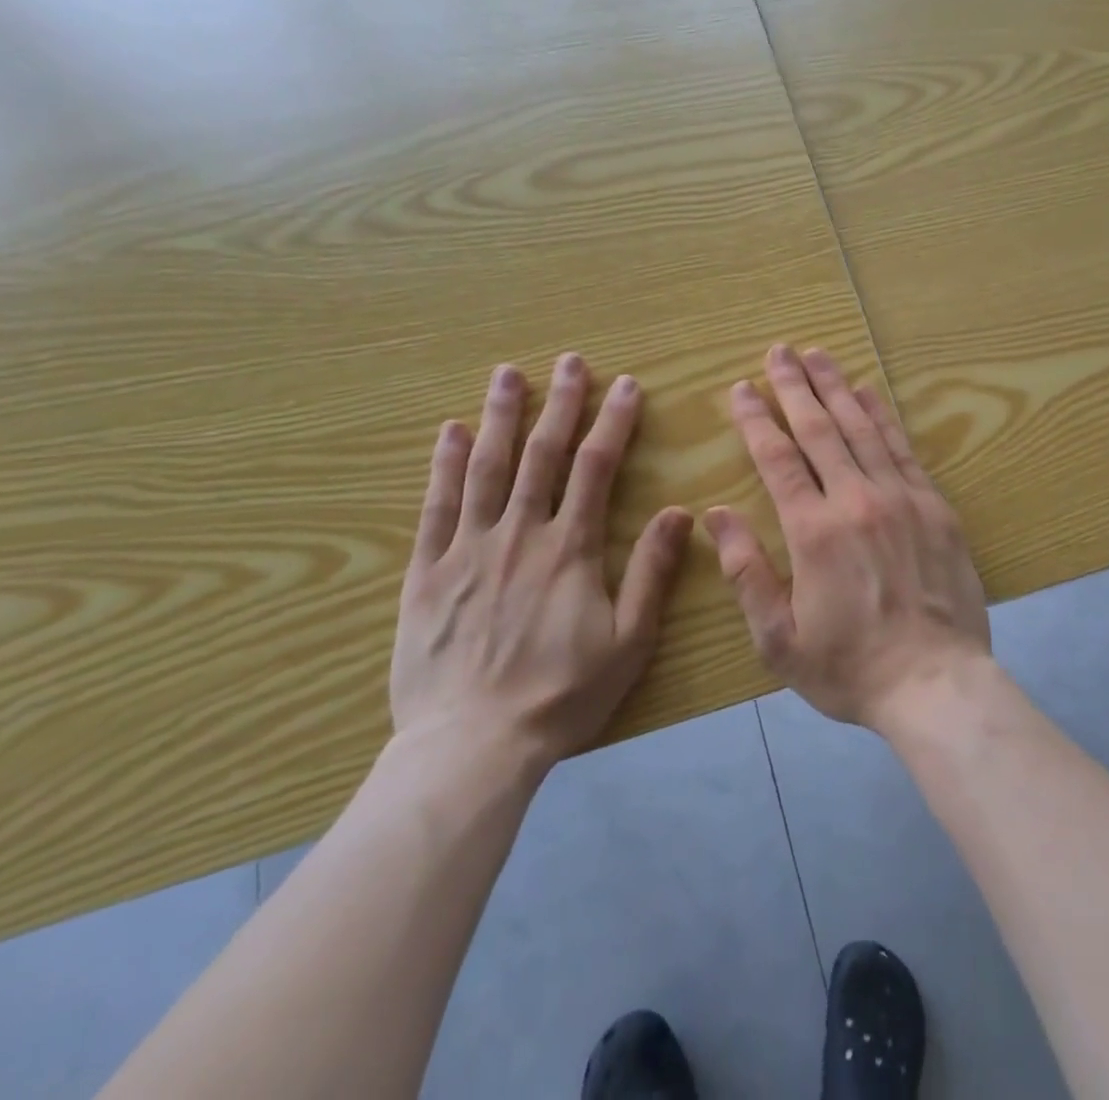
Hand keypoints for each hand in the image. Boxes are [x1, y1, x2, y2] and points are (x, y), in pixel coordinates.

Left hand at [391, 353, 693, 772]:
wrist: (471, 747)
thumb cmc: (561, 695)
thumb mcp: (629, 641)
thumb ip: (652, 572)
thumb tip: (680, 513)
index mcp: (570, 549)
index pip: (596, 468)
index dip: (613, 422)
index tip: (625, 385)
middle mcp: (520, 534)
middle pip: (542, 455)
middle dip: (559, 404)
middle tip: (569, 361)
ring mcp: (468, 549)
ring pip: (487, 468)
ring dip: (500, 417)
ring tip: (508, 374)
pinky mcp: (428, 572)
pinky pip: (436, 507)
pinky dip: (445, 466)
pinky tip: (451, 432)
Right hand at [705, 345, 991, 729]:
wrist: (936, 683)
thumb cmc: (850, 667)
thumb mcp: (779, 639)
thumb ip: (746, 572)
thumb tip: (716, 515)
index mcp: (814, 531)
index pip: (778, 459)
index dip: (758, 420)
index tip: (742, 388)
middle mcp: (857, 500)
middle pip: (820, 429)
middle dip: (795, 386)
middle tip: (779, 351)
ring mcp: (901, 498)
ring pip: (862, 428)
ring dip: (837, 388)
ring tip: (817, 355)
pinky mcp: (934, 506)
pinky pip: (903, 448)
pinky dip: (883, 416)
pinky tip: (869, 392)